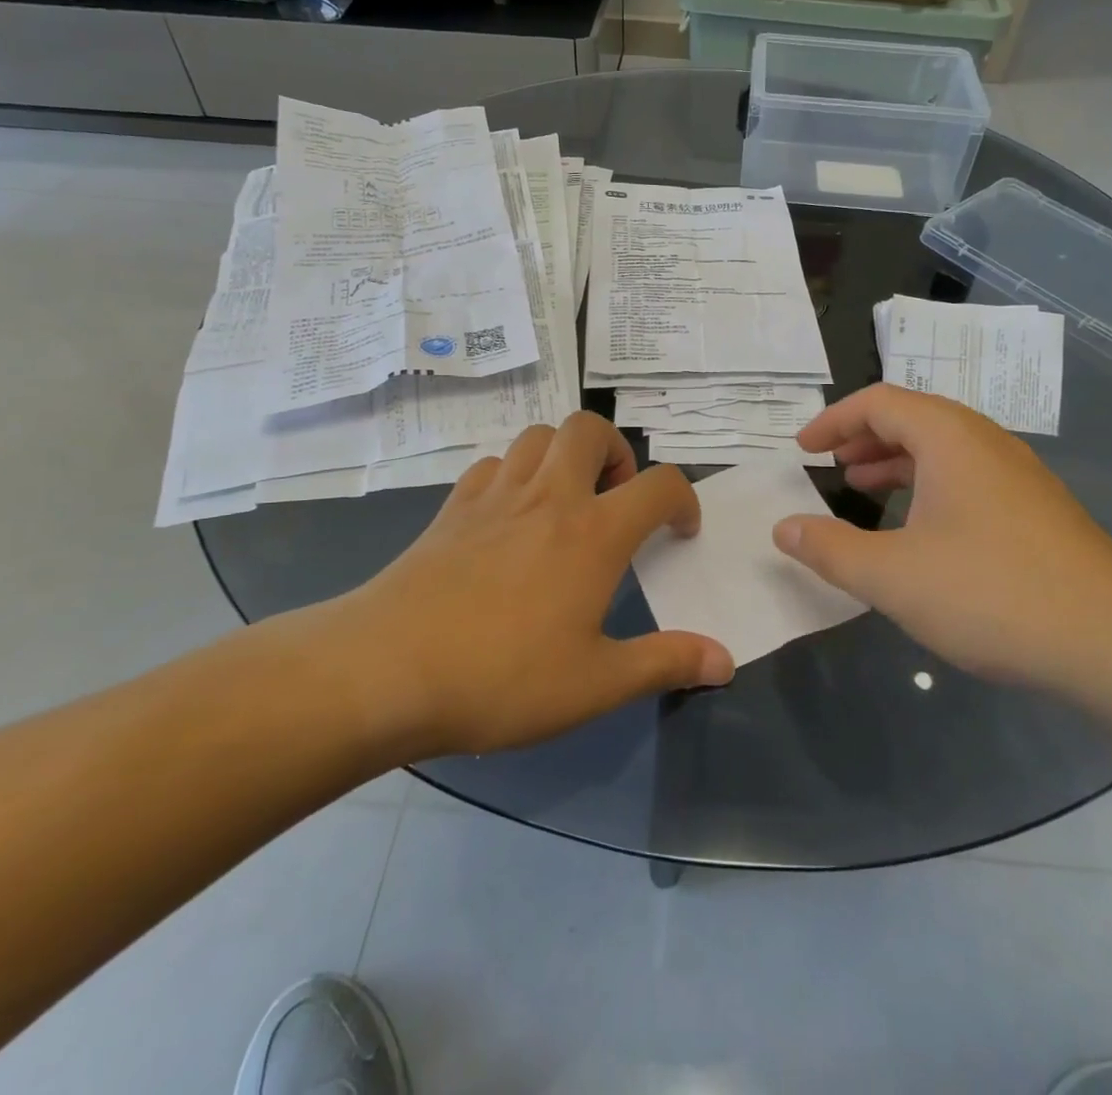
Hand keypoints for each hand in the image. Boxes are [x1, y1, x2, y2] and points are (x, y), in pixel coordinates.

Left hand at [289, 412, 732, 759]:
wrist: (385, 669)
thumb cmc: (501, 678)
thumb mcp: (595, 684)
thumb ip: (665, 664)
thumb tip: (726, 660)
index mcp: (593, 533)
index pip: (660, 485)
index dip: (683, 500)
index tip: (679, 532)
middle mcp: (548, 497)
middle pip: (590, 428)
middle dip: (616, 452)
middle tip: (614, 501)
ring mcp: (494, 495)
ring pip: (538, 435)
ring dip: (563, 454)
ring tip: (564, 502)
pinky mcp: (452, 507)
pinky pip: (492, 465)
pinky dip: (513, 475)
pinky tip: (508, 518)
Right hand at [772, 384, 1111, 685]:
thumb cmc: (991, 594)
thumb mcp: (892, 576)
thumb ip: (829, 548)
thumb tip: (783, 528)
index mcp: (950, 438)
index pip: (880, 401)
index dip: (834, 419)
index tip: (803, 448)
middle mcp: (987, 442)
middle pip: (914, 417)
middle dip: (864, 436)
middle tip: (831, 465)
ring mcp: (1018, 475)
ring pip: (943, 448)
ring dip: (896, 460)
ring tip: (863, 489)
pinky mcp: (1036, 509)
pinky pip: (967, 476)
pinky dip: (928, 485)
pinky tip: (919, 529)